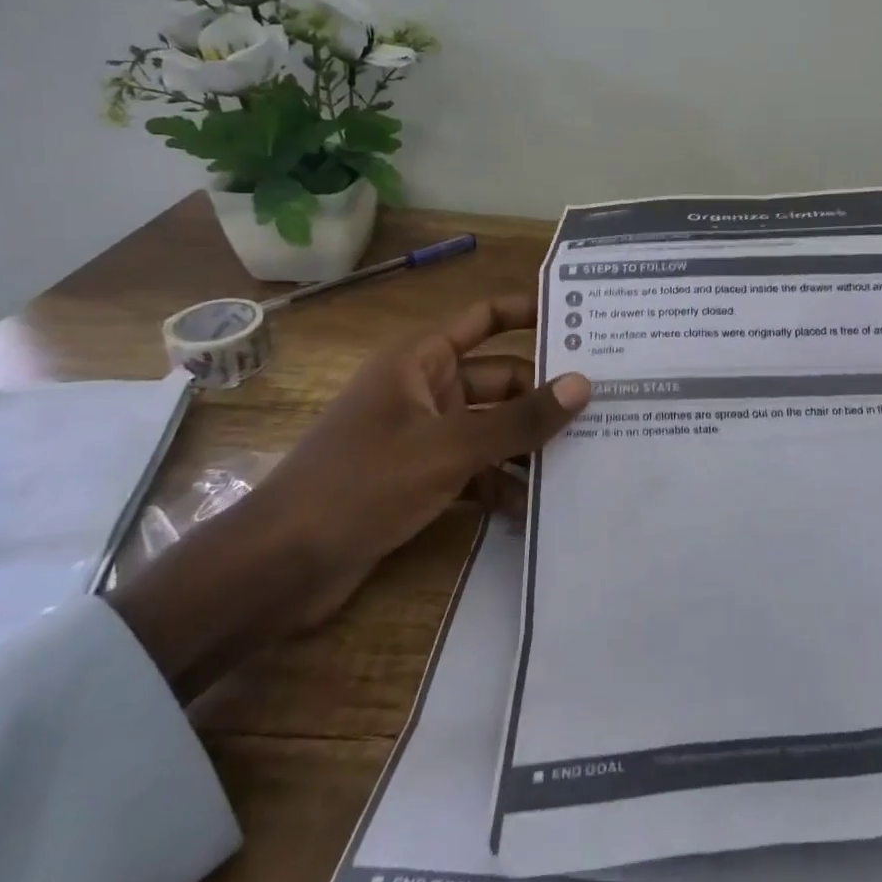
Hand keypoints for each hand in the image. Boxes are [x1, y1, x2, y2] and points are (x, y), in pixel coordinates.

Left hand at [263, 294, 587, 626]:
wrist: (279, 568)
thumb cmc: (362, 485)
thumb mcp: (448, 449)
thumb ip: (519, 419)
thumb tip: (583, 384)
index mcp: (421, 360)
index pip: (486, 318)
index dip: (530, 313)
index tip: (582, 322)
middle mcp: (425, 389)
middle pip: (499, 379)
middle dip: (542, 395)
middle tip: (602, 407)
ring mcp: (422, 437)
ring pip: (491, 428)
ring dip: (527, 445)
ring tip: (585, 459)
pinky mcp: (420, 480)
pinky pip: (475, 469)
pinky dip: (501, 483)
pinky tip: (536, 508)